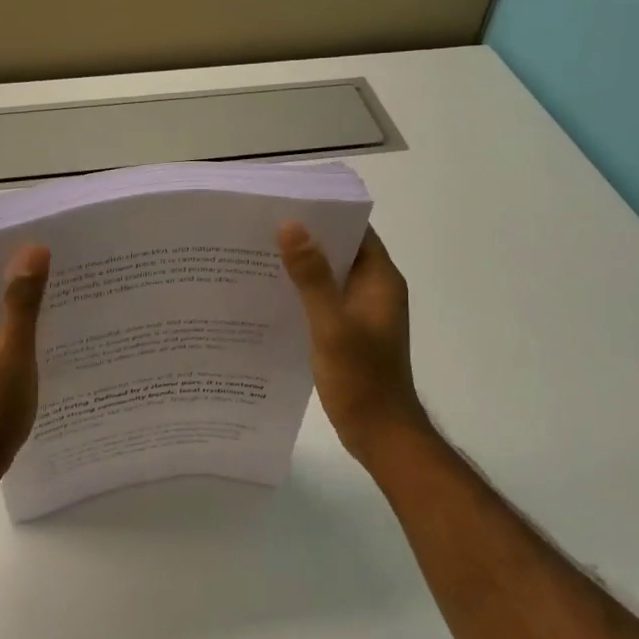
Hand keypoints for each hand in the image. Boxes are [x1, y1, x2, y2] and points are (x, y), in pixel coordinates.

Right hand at [278, 222, 429, 467]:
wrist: (380, 434)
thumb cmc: (361, 378)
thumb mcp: (332, 325)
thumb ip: (312, 277)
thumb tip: (290, 225)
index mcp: (380, 280)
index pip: (356, 231)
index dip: (325, 214)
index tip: (286, 204)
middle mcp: (374, 290)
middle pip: (340, 251)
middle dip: (305, 239)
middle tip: (261, 228)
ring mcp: (362, 312)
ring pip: (330, 277)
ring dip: (301, 267)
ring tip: (258, 256)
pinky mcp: (349, 331)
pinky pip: (324, 300)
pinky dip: (302, 294)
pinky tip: (270, 296)